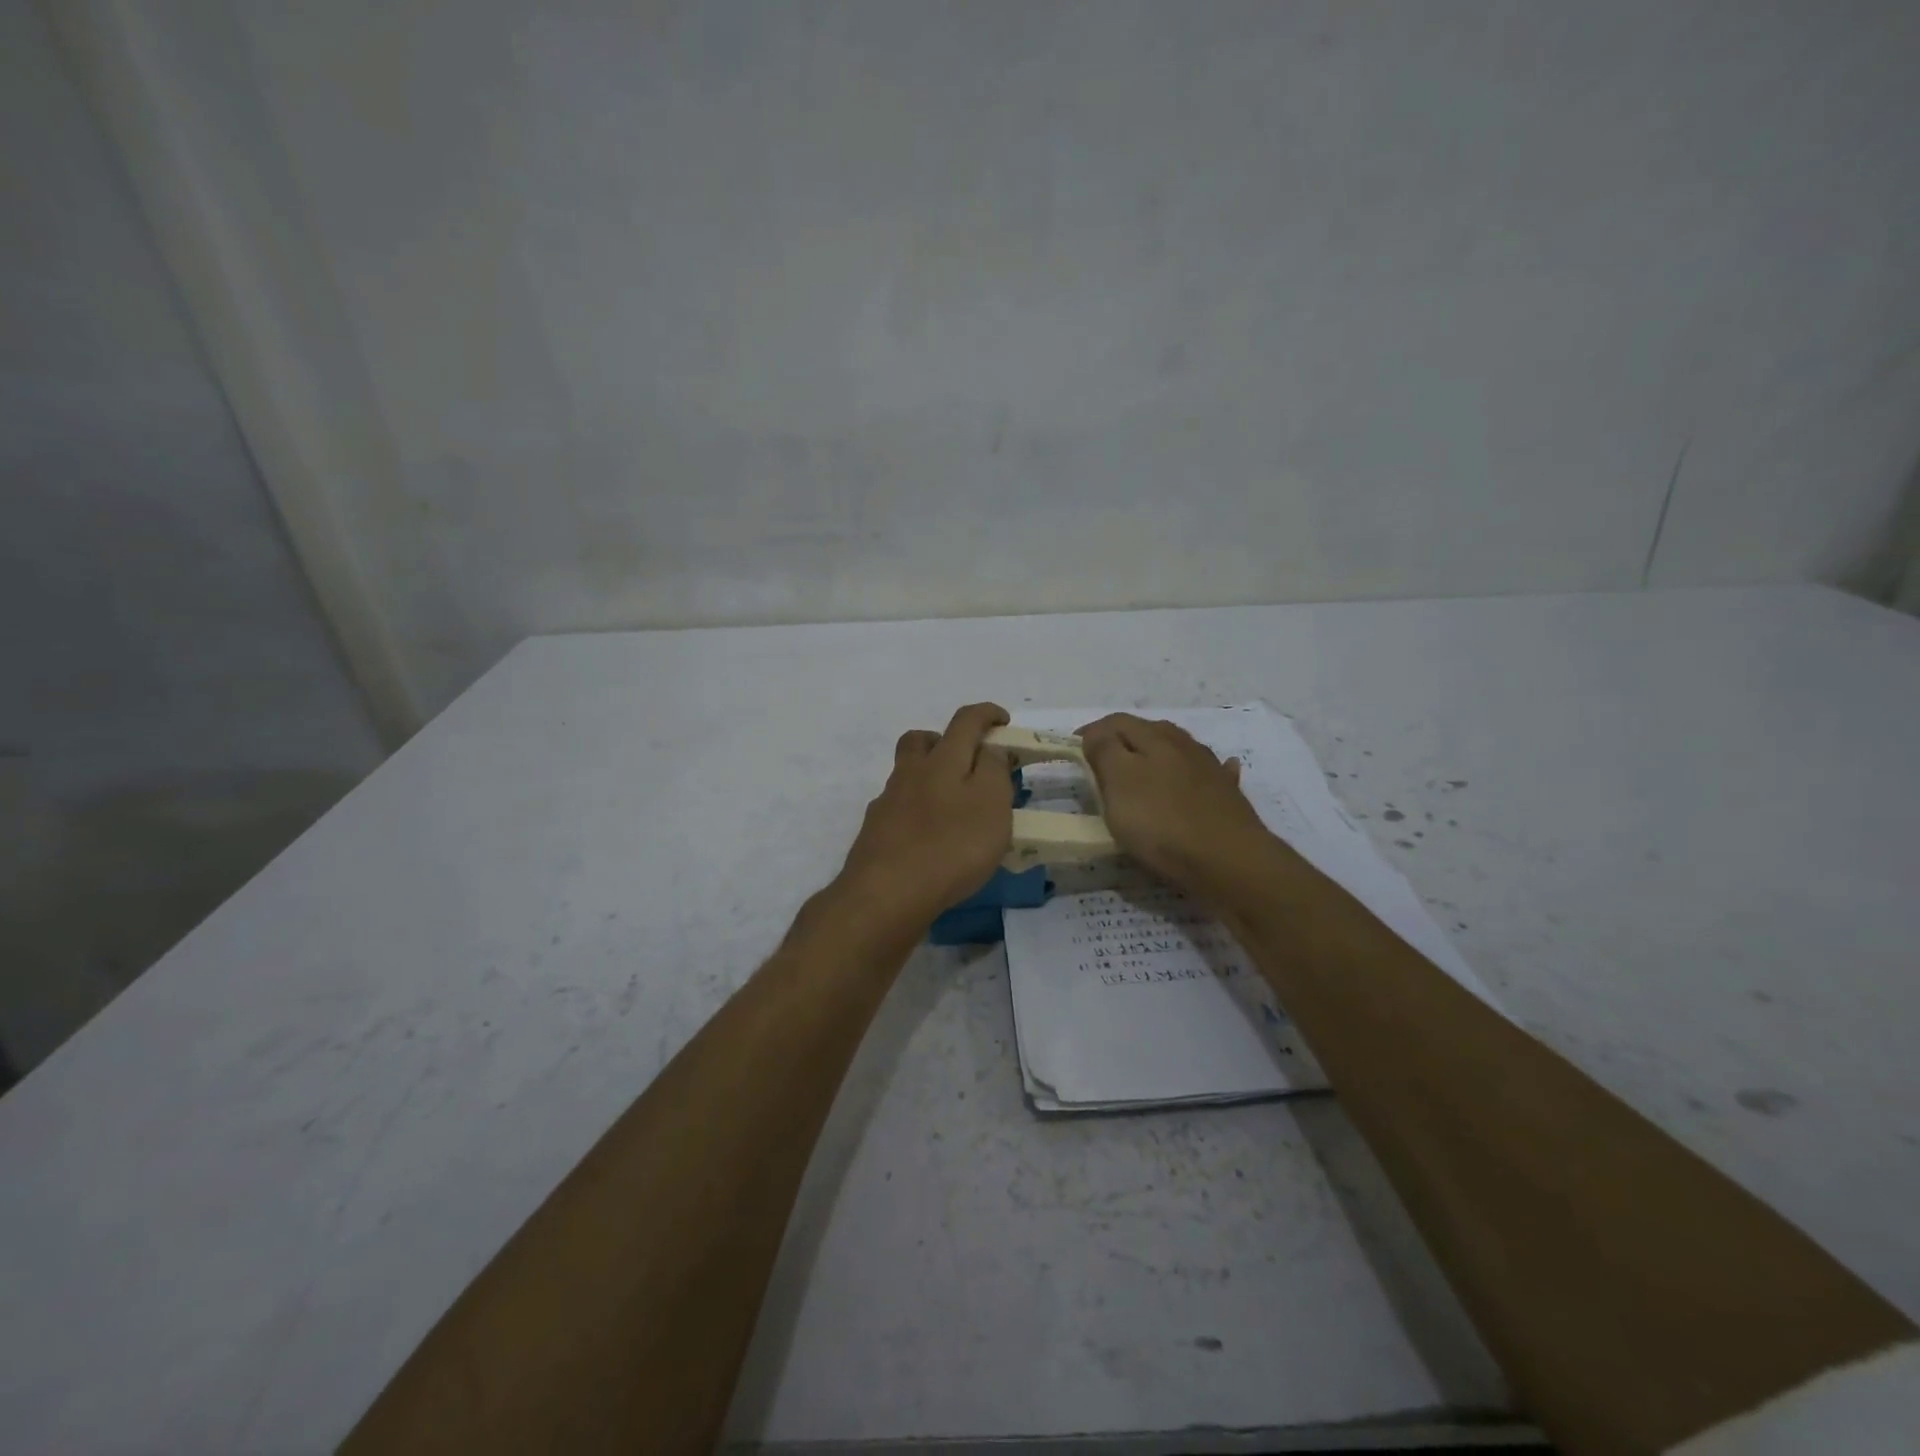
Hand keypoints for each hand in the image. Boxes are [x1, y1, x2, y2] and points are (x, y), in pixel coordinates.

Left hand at [836, 703, 1014, 925]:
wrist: (887, 893)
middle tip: (967, 761)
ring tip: (954, 808)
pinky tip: (929, 838)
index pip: (965, 721)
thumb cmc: (951, 846)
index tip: (1002, 720)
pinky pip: (898, 809)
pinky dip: (916, 812)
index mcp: (943, 760)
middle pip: (920, 741)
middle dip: (944, 739)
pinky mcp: (875, 833)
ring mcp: (887, 803)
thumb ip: (993, 770)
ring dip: (929, 778)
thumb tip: (988, 749)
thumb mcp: (992, 804)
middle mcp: (910, 773)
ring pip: (907, 775)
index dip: (986, 713)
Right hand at [1077, 713, 1279, 898]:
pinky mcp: (1228, 797)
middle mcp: (1185, 745)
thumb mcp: (1119, 782)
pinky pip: (1210, 775)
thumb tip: (1096, 733)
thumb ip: (1104, 750)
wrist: (1228, 861)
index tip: (1074, 750)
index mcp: (1155, 738)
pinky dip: (1198, 774)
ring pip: (1178, 751)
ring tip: (1142, 768)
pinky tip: (1200, 778)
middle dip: (1123, 741)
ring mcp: (1210, 770)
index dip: (1092, 732)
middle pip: (1149, 732)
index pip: (1116, 721)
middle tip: (1102, 763)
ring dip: (1159, 753)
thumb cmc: (1162, 821)